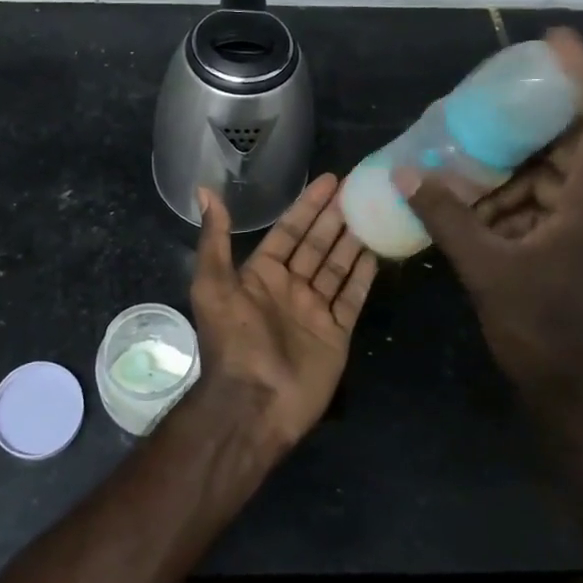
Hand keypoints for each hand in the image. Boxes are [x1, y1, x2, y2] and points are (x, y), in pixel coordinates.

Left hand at [189, 174, 378, 450]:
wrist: (254, 402)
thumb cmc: (233, 340)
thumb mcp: (213, 285)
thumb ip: (215, 239)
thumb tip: (204, 191)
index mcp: (261, 274)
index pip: (289, 230)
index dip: (308, 206)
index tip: (330, 180)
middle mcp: (289, 287)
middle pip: (317, 244)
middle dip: (336, 217)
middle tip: (359, 189)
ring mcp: (314, 310)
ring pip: (337, 267)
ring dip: (353, 240)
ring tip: (373, 212)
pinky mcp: (336, 333)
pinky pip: (352, 297)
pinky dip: (363, 275)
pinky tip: (377, 252)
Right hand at [399, 28, 582, 418]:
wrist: (580, 399)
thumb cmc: (542, 331)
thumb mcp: (485, 269)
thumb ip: (445, 216)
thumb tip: (404, 172)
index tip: (554, 40)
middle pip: (577, 143)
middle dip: (531, 120)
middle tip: (486, 99)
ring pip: (560, 176)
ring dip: (515, 165)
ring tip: (466, 154)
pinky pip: (551, 203)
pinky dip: (515, 196)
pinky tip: (474, 202)